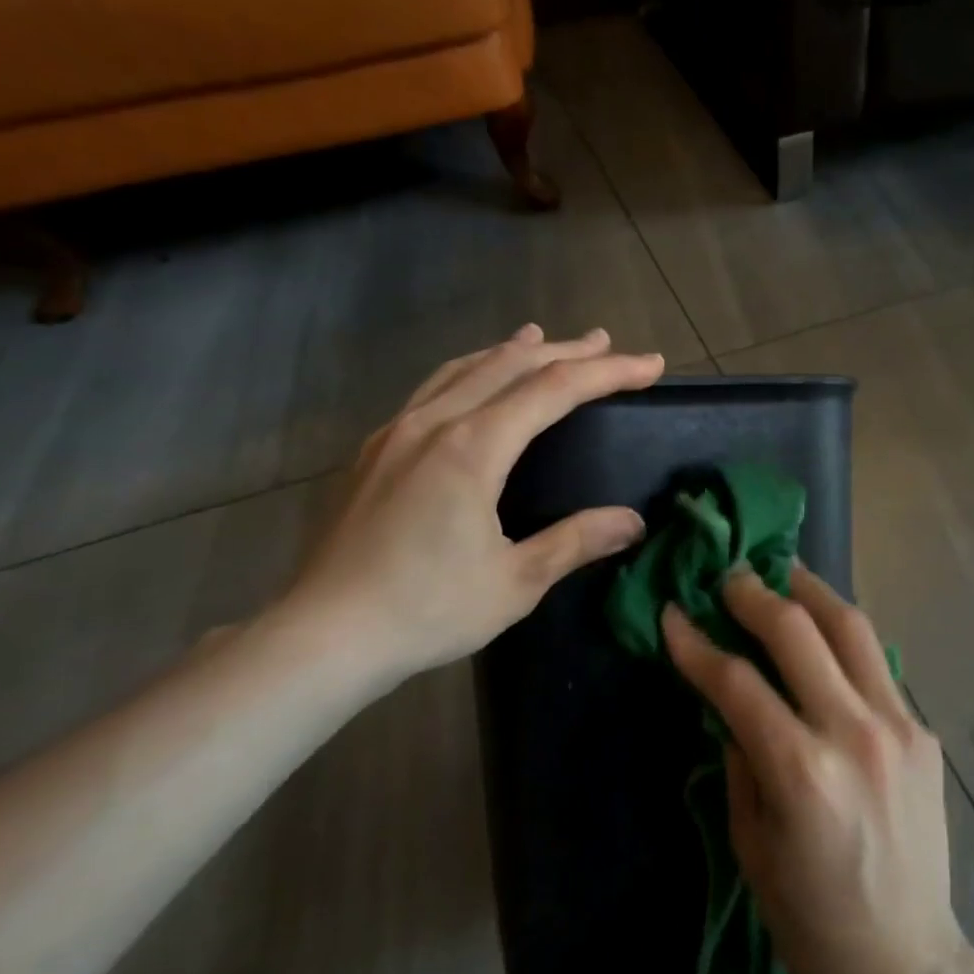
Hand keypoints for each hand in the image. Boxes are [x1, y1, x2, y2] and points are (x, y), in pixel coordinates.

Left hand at [274, 325, 663, 689]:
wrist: (324, 635)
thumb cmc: (426, 610)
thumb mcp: (515, 582)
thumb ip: (576, 541)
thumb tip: (633, 521)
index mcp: (473, 448)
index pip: (554, 389)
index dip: (608, 372)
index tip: (649, 365)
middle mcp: (434, 423)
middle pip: (510, 365)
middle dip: (565, 351)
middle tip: (606, 342)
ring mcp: (396, 432)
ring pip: (464, 368)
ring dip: (511, 351)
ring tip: (540, 337)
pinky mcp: (373, 450)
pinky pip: (431, 389)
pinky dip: (468, 371)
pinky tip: (471, 382)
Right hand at [661, 567, 967, 973]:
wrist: (907, 961)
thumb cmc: (811, 918)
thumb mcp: (749, 843)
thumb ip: (738, 756)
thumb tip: (729, 697)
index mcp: (802, 773)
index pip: (737, 682)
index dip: (696, 643)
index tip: (672, 613)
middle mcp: (855, 734)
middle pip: (798, 632)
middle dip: (752, 594)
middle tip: (728, 576)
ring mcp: (900, 726)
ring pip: (851, 627)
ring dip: (809, 590)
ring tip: (781, 571)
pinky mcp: (924, 731)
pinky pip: (875, 663)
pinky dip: (842, 635)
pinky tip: (822, 629)